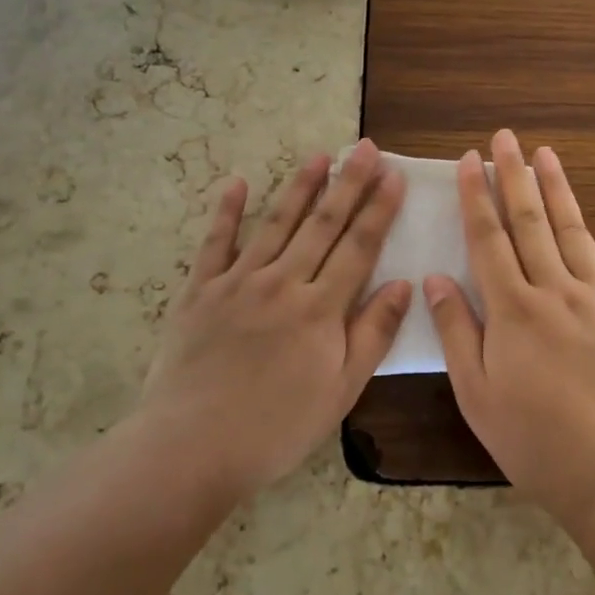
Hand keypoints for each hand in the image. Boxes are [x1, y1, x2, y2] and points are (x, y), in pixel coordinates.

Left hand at [140, 140, 410, 499]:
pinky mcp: (200, 291)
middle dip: (347, 183)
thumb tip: (403, 284)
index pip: (358, 247)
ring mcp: (238, 282)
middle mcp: (282, 283)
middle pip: (322, 225)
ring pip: (275, 224)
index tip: (394, 176)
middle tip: (364, 148)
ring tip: (318, 156)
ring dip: (299, 187)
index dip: (379, 209)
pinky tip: (236, 184)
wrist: (191, 447)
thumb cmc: (275, 428)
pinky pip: (215, 244)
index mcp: (320, 309)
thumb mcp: (340, 392)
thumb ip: (372, 334)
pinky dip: (226, 212)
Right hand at [424, 129, 594, 531]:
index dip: (475, 196)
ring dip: (558, 191)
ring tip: (546, 154)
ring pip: (575, 232)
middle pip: (530, 223)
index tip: (468, 160)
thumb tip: (435, 277)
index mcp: (513, 309)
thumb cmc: (533, 439)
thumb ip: (457, 330)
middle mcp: (556, 292)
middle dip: (513, 176)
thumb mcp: (476, 392)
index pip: (488, 238)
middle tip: (505, 137)